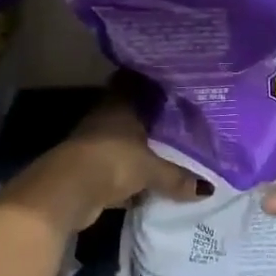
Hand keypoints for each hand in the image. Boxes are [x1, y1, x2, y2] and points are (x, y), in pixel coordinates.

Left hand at [42, 92, 206, 217]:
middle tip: (178, 126)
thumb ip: (177, 177)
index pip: (135, 85)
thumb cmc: (112, 161)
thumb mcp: (151, 169)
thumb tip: (208, 189)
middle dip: (150, 123)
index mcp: (119, 105)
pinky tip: (147, 188)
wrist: (67, 190)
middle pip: (130, 116)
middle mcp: (105, 119)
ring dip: (139, 152)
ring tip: (169, 157)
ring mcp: (93, 144)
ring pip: (123, 144)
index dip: (151, 86)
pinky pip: (116, 170)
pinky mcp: (87, 170)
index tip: (172, 89)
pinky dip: (128, 179)